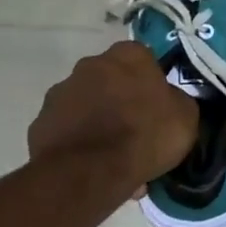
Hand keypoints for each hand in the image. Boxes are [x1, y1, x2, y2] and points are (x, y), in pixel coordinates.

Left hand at [28, 42, 198, 196]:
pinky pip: (68, 130)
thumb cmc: (144, 135)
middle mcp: (90, 63)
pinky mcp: (40, 122)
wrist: (88, 171)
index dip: (151, 84)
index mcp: (128, 55)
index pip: (144, 59)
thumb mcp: (185, 117)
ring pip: (88, 105)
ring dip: (98, 122)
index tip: (158, 108)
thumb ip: (176, 101)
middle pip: (111, 80)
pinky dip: (79, 143)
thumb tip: (169, 101)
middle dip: (121, 101)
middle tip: (136, 133)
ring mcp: (60, 92)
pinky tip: (92, 167)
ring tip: (113, 158)